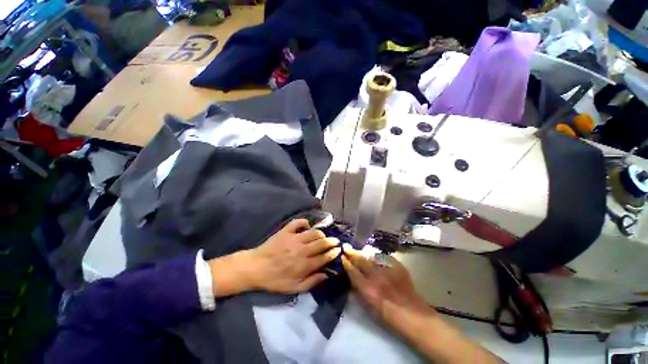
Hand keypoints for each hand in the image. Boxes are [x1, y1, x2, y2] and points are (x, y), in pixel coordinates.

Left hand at [245, 219, 339, 293]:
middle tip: (335, 240)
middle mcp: (302, 250)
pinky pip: (298, 222)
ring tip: (323, 235)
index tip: (338, 250)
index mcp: (304, 265)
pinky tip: (307, 225)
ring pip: (313, 233)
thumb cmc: (275, 279)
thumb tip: (326, 274)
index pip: (324, 257)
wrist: (256, 268)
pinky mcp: (286, 231)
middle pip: (321, 243)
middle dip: (331, 241)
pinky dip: (304, 222)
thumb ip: (311, 282)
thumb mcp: (293, 288)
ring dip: (321, 233)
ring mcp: (294, 238)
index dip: (333, 253)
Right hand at [341, 245, 433, 332]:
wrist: (412, 314)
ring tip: (359, 250)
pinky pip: (384, 256)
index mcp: (367, 288)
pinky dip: (378, 256)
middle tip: (346, 246)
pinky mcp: (397, 266)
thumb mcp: (368, 306)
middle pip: (361, 260)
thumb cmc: (387, 315)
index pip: (352, 271)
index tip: (342, 256)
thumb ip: (358, 289)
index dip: (346, 263)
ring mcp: (388, 269)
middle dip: (352, 252)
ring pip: (371, 255)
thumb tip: (352, 276)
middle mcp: (376, 276)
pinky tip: (375, 255)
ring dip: (364, 252)